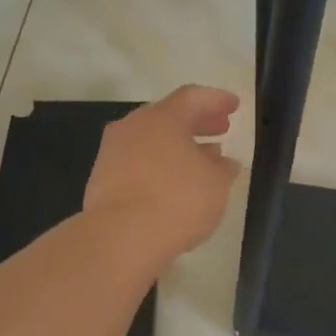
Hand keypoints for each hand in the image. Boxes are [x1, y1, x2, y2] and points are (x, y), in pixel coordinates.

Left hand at [84, 85, 242, 261]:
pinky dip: (159, 165)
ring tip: (202, 160)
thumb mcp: (216, 184)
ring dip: (178, 146)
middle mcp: (133, 126)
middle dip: (197, 122)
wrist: (119, 238)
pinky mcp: (102, 179)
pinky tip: (174, 184)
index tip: (234, 105)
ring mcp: (113, 152)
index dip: (216, 99)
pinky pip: (138, 162)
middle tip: (220, 129)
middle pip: (169, 116)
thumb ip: (223, 168)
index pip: (192, 97)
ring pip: (151, 140)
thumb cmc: (176, 201)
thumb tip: (223, 161)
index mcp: (163, 117)